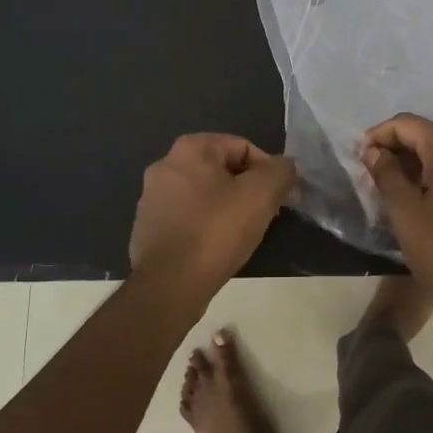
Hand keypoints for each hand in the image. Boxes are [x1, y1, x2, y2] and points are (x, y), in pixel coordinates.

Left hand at [129, 134, 296, 305]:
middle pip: (221, 171)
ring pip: (204, 196)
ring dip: (227, 209)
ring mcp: (151, 200)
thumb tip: (285, 166)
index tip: (280, 197)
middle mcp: (165, 167)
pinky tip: (217, 249)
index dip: (267, 170)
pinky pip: (187, 220)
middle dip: (247, 189)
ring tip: (243, 234)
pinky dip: (206, 227)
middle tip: (265, 214)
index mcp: (189, 149)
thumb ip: (280, 171)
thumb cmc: (216, 231)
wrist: (169, 285)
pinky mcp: (147, 230)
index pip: (241, 146)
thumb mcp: (261, 194)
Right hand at [362, 114, 432, 328]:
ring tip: (392, 187)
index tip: (359, 158)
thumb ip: (386, 174)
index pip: (406, 124)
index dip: (378, 136)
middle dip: (396, 149)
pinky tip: (422, 197)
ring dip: (416, 163)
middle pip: (426, 134)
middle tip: (372, 174)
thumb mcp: (405, 212)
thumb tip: (373, 152)